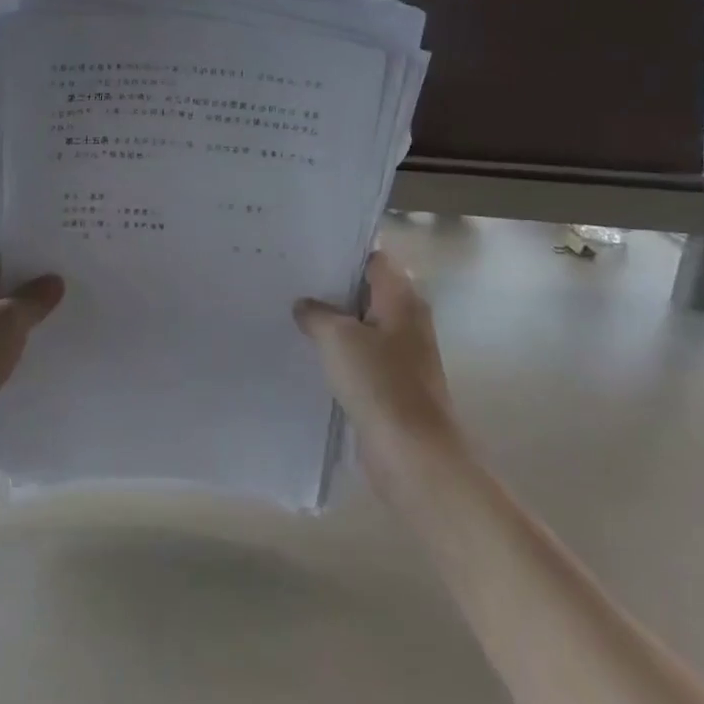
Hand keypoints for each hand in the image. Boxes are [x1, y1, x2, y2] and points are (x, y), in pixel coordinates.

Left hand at [0, 241, 63, 470]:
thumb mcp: (8, 320)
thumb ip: (34, 297)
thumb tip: (54, 281)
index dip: (18, 241)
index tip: (53, 240)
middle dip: (29, 276)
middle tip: (69, 270)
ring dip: (26, 310)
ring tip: (67, 303)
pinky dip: (19, 338)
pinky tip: (48, 339)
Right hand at [294, 251, 452, 444]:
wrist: (412, 453)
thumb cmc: (379, 383)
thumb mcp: (337, 338)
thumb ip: (316, 313)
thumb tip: (305, 305)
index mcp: (402, 299)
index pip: (374, 258)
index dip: (343, 252)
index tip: (308, 250)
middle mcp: (407, 320)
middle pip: (367, 291)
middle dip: (332, 287)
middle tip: (291, 280)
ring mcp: (401, 353)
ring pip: (361, 324)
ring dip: (333, 321)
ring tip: (291, 312)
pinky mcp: (391, 382)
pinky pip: (361, 355)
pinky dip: (338, 351)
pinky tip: (308, 352)